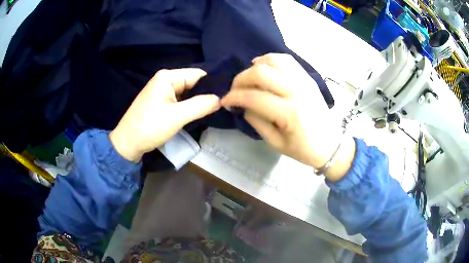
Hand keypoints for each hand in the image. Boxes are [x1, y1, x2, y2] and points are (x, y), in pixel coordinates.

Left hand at [110, 68, 220, 161]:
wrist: (127, 144)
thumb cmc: (149, 127)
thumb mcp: (177, 116)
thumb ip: (200, 105)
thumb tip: (221, 99)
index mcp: (168, 76)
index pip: (198, 74)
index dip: (213, 84)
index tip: (227, 97)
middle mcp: (165, 80)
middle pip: (193, 83)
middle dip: (206, 94)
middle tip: (223, 107)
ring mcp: (162, 91)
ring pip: (188, 93)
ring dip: (198, 102)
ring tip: (214, 111)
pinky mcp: (161, 102)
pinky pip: (180, 101)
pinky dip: (189, 107)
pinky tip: (199, 115)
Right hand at [221, 53, 354, 178]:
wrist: (330, 144)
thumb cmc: (303, 149)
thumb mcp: (275, 143)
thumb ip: (256, 121)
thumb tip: (242, 104)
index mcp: (289, 113)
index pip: (253, 97)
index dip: (234, 97)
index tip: (225, 101)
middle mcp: (297, 91)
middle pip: (260, 73)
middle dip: (240, 79)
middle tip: (234, 90)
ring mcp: (304, 81)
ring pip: (273, 60)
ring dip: (255, 66)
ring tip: (248, 78)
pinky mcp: (308, 77)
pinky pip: (286, 60)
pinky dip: (271, 59)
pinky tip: (264, 68)